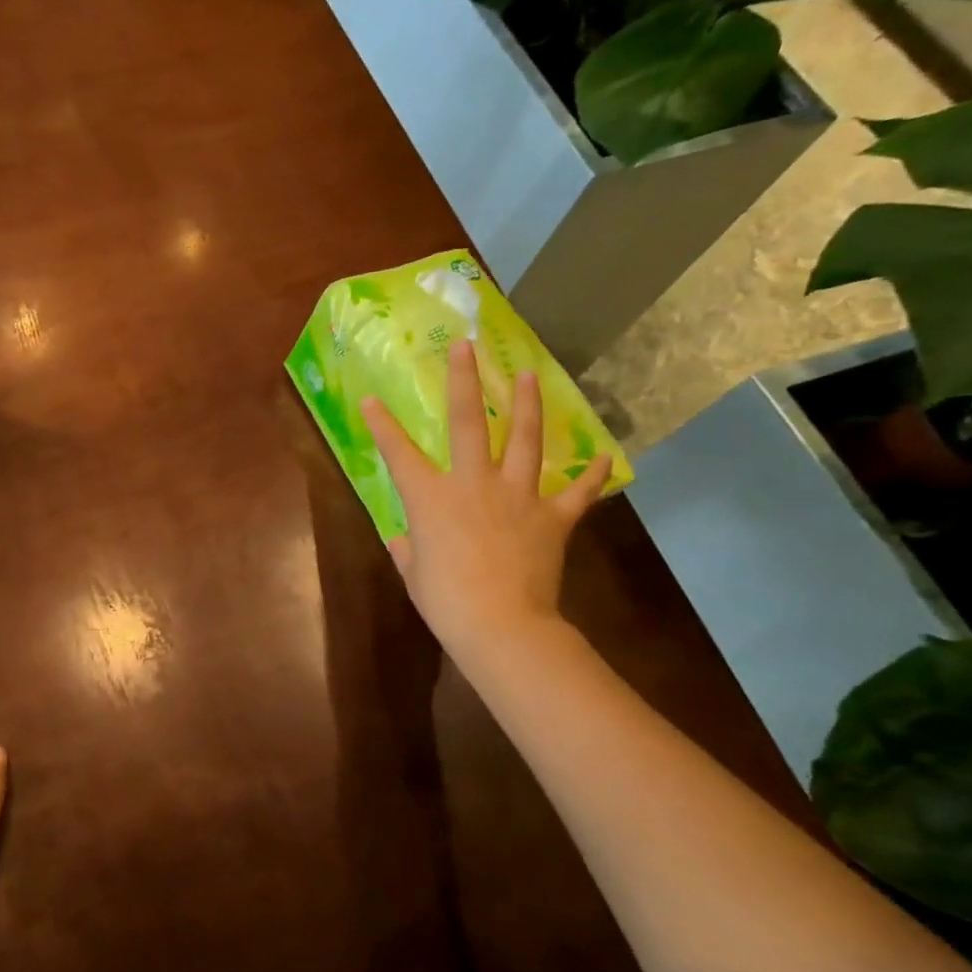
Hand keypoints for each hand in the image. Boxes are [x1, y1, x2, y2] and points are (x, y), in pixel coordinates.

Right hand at [361, 340, 609, 665]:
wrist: (500, 623)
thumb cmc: (444, 600)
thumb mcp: (413, 572)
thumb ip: (409, 548)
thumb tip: (408, 539)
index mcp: (430, 497)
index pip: (398, 452)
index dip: (382, 425)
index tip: (370, 399)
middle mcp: (473, 483)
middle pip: (470, 422)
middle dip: (465, 381)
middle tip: (466, 348)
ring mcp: (517, 496)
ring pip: (525, 440)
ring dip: (527, 405)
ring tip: (529, 375)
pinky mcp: (552, 517)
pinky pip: (576, 491)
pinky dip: (589, 475)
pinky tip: (600, 458)